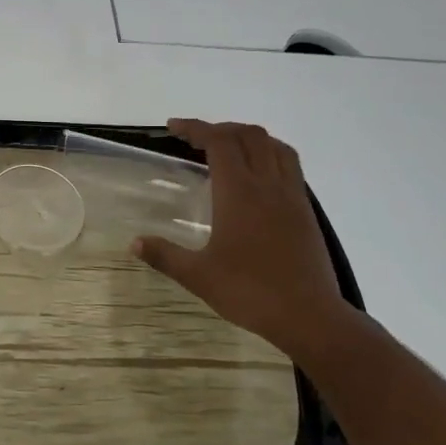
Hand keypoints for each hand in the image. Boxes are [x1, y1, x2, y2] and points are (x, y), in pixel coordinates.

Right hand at [133, 120, 356, 354]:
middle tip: (196, 141)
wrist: (310, 316)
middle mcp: (267, 185)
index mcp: (238, 192)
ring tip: (229, 150)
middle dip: (220, 128)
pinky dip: (270, 155)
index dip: (195, 128)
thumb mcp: (199, 276)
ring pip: (275, 146)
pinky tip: (258, 177)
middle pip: (248, 135)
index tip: (173, 128)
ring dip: (249, 138)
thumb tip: (135, 243)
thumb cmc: (250, 292)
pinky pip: (290, 166)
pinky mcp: (306, 212)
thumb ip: (165, 256)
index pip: (218, 141)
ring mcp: (292, 196)